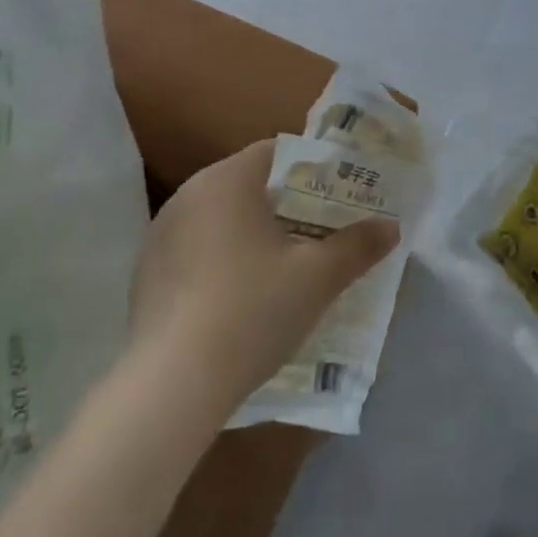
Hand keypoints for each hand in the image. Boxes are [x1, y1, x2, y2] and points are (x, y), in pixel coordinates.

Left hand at [128, 140, 398, 409]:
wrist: (172, 384)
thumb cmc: (252, 311)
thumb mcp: (317, 279)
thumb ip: (357, 246)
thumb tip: (391, 227)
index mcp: (228, 180)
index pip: (276, 152)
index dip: (311, 170)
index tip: (336, 195)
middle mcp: (189, 193)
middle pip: (248, 183)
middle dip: (285, 203)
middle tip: (319, 230)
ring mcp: (161, 232)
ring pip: (220, 216)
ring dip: (251, 232)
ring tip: (284, 264)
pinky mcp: (146, 270)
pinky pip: (195, 247)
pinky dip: (220, 258)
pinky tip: (238, 296)